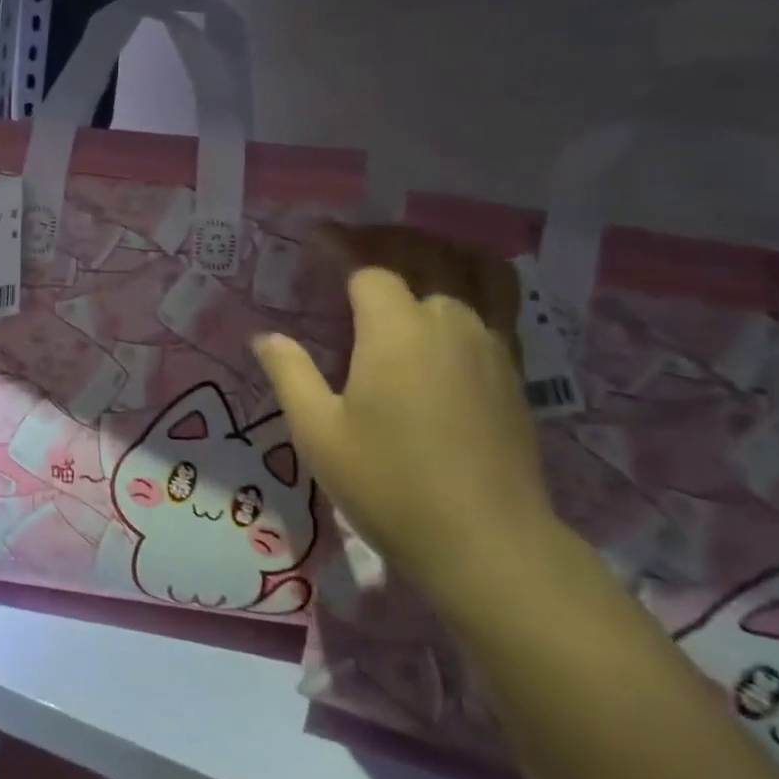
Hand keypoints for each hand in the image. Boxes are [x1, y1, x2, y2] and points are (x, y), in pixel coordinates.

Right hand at [254, 268, 555, 605]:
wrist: (486, 541)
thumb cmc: (390, 485)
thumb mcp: (318, 433)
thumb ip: (289, 374)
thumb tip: (265, 336)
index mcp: (396, 329)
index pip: (367, 265)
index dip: (339, 245)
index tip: (314, 237)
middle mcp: (448, 319)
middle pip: (422, 252)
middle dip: (383, 237)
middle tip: (352, 240)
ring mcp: (488, 341)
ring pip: (470, 267)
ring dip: (435, 248)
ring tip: (408, 254)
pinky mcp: (513, 367)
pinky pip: (499, 297)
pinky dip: (473, 276)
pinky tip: (453, 297)